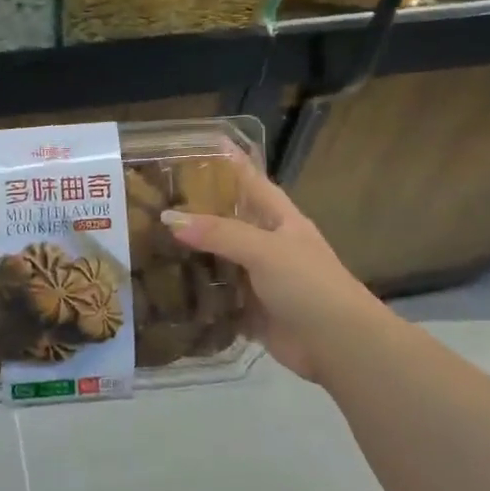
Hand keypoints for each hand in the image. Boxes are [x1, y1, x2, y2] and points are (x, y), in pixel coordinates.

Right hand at [163, 156, 380, 384]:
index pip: (252, 181)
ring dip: (193, 254)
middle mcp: (268, 245)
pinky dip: (198, 294)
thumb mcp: (265, 250)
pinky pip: (219, 297)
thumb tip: (169, 219)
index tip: (200, 145)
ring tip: (150, 241)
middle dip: (198, 211)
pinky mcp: (251, 311)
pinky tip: (167, 288)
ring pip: (220, 259)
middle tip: (156, 199)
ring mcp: (260, 279)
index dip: (230, 163)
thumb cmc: (309, 285)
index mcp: (280, 220)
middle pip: (229, 220)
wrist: (339, 345)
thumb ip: (219, 233)